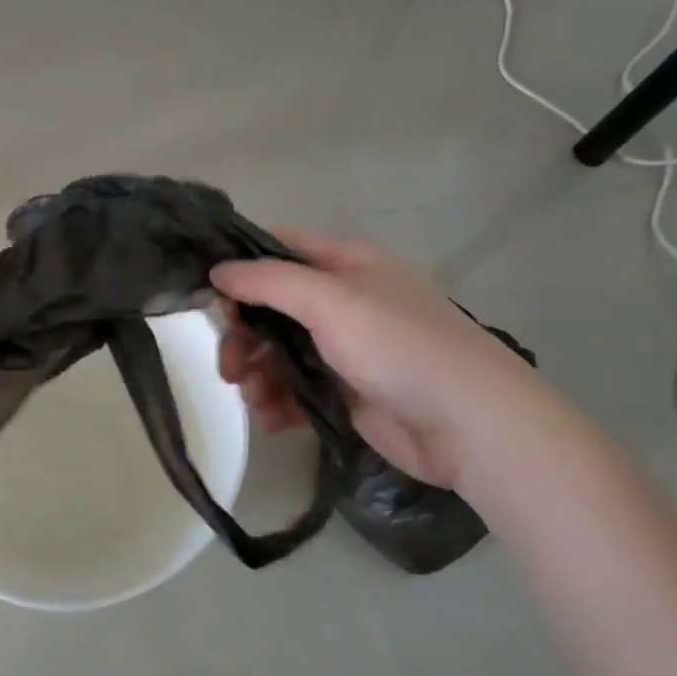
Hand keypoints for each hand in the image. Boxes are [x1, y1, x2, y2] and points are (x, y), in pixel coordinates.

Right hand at [212, 232, 559, 491]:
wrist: (469, 425)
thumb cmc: (399, 346)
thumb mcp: (331, 301)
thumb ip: (269, 282)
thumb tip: (217, 271)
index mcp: (346, 266)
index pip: (279, 250)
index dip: (241, 267)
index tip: (207, 295)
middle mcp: (343, 302)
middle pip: (271, 308)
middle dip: (244, 335)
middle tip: (228, 367)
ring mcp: (345, 349)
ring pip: (279, 352)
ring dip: (258, 373)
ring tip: (253, 398)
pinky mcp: (346, 393)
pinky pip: (296, 390)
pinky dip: (278, 402)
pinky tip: (272, 419)